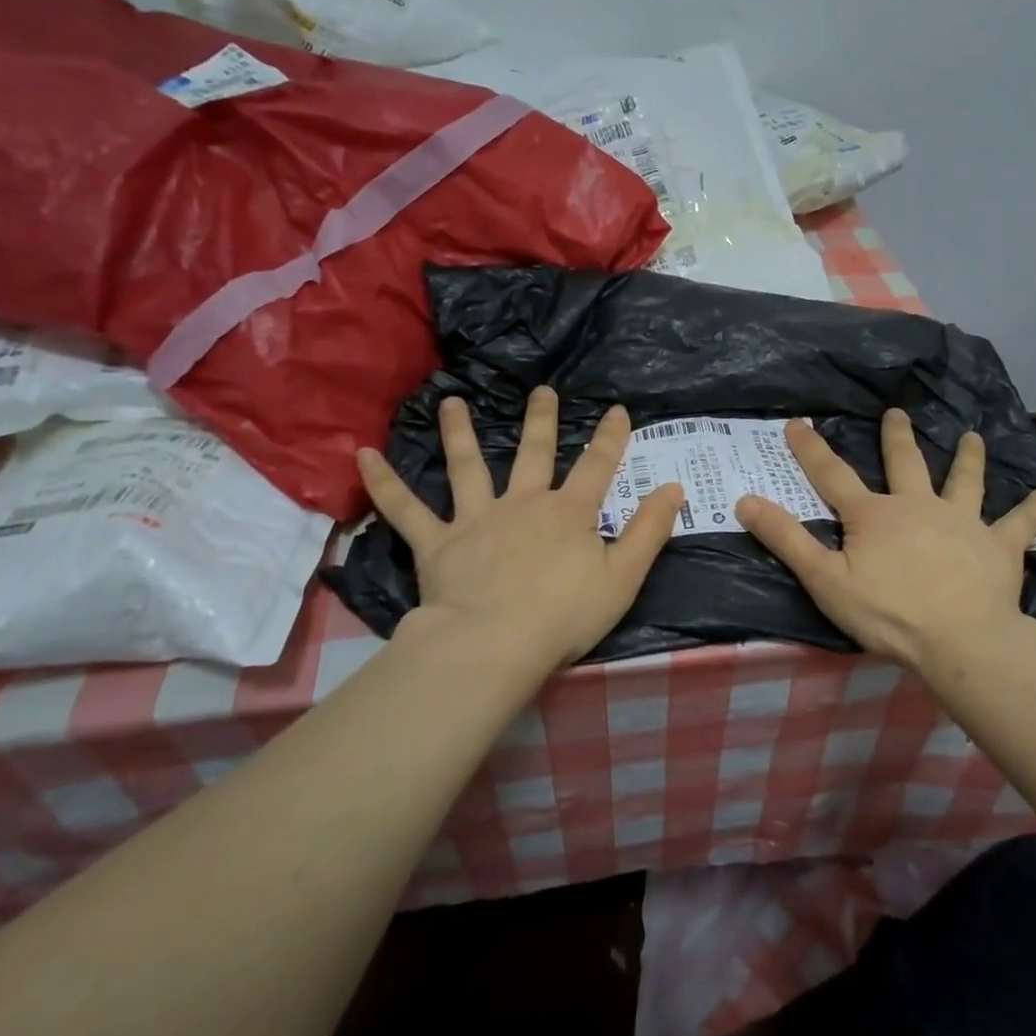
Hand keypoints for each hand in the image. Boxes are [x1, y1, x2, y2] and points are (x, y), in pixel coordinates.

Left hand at [356, 388, 684, 674]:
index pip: (598, 466)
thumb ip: (650, 531)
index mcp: (568, 513)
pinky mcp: (437, 543)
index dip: (611, 437)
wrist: (496, 644)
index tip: (617, 410)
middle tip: (542, 391)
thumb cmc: (565, 615)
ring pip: (467, 466)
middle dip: (542, 420)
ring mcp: (476, 519)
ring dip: (459, 432)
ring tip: (451, 402)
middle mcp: (522, 503)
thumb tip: (673, 487)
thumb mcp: (624, 577)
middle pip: (534, 453)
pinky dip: (384, 483)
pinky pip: (405, 509)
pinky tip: (361, 455)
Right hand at [736, 409, 1035, 671]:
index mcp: (874, 515)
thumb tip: (745, 500)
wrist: (961, 640)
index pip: (832, 475)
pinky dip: (1032, 510)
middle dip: (897, 438)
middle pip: (905, 464)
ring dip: (968, 458)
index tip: (798, 422)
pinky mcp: (999, 547)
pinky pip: (1019, 524)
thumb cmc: (888, 613)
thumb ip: (786, 539)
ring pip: (965, 482)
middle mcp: (918, 506)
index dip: (811, 448)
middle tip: (897, 413)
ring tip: (972, 436)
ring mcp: (963, 522)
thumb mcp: (825, 579)